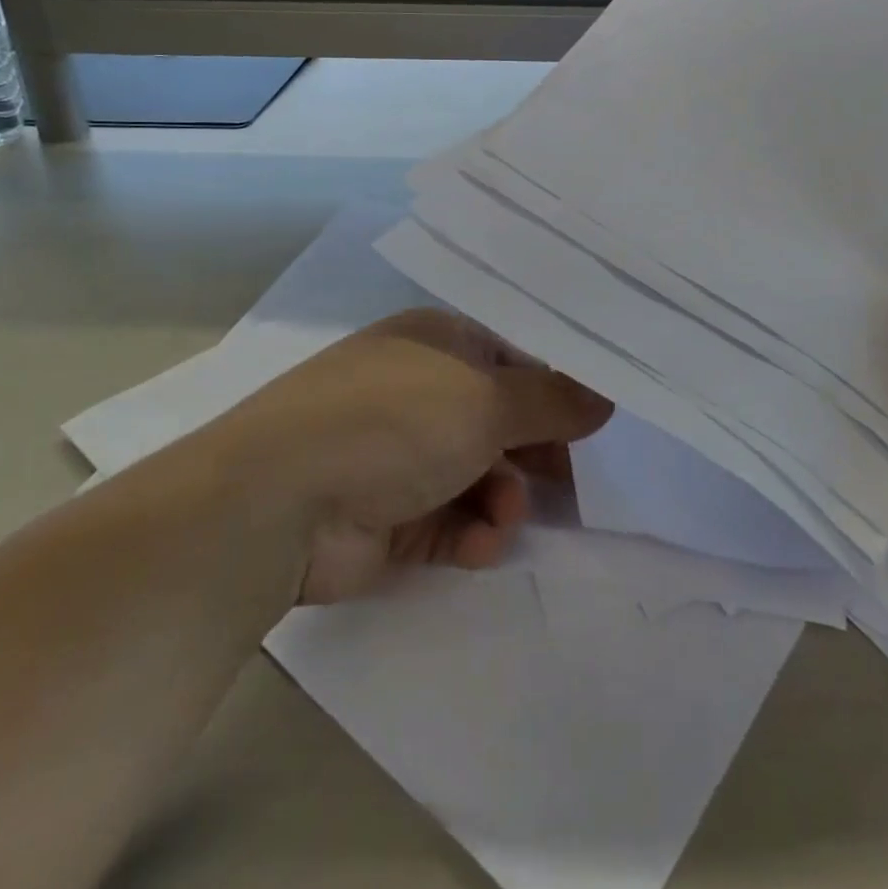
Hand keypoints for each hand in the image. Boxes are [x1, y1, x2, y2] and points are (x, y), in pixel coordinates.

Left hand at [235, 309, 610, 603]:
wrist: (281, 502)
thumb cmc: (396, 422)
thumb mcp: (487, 400)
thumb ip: (553, 401)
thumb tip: (606, 397)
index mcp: (438, 344)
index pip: (514, 361)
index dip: (555, 392)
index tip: (593, 426)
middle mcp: (421, 392)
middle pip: (501, 421)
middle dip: (535, 454)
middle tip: (571, 484)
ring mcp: (402, 455)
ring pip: (481, 475)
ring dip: (504, 498)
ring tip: (504, 517)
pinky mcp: (390, 516)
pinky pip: (452, 521)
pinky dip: (473, 533)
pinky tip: (479, 544)